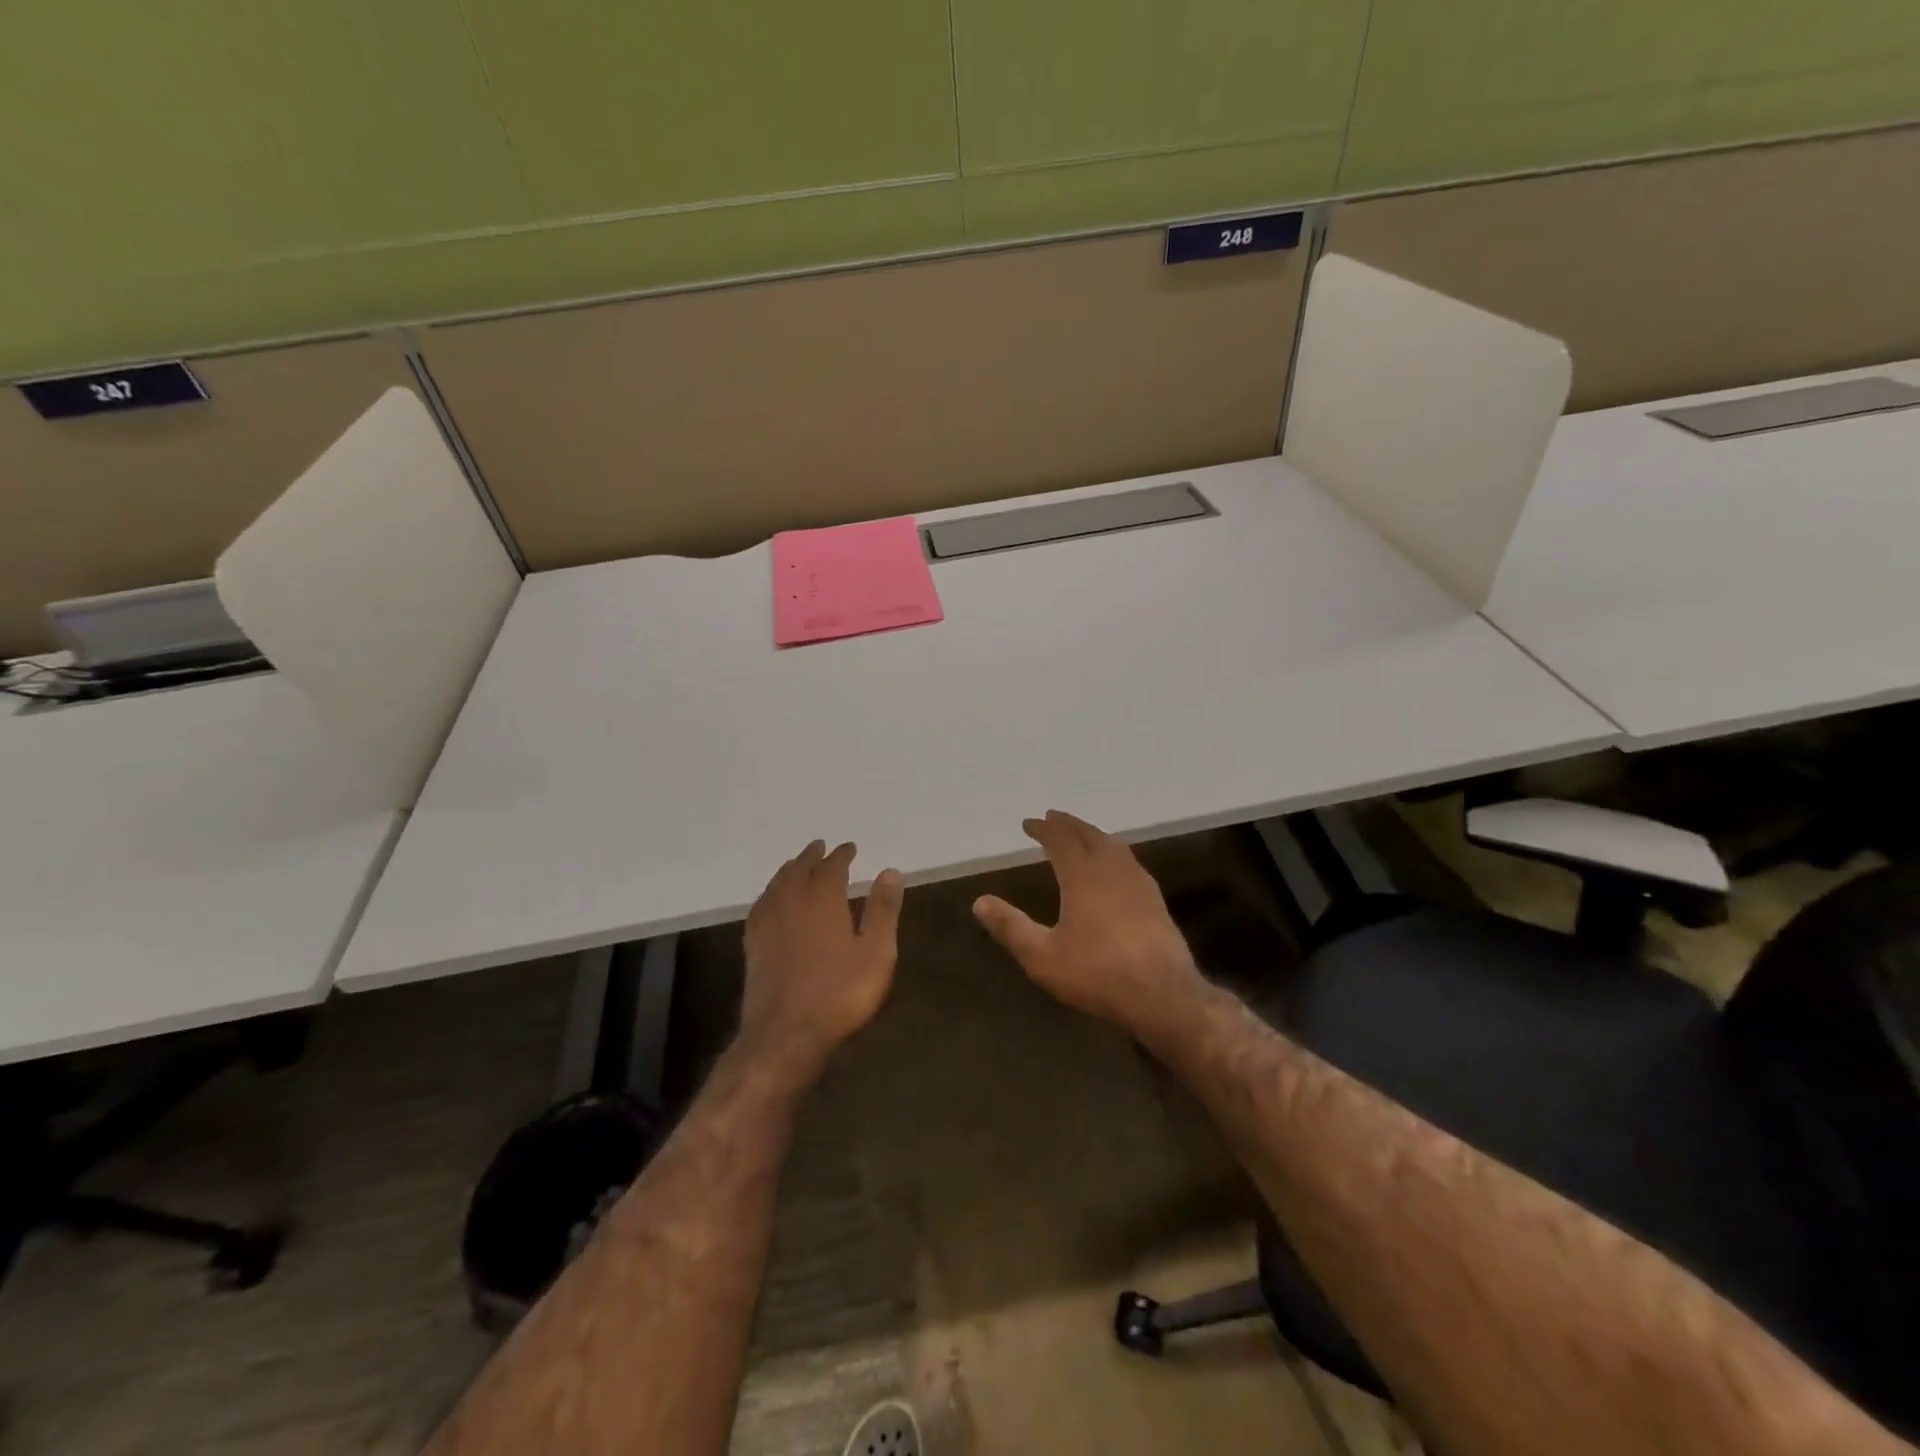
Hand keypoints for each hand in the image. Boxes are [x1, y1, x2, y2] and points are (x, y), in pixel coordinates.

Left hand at [740, 840, 904, 1086]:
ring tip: (796, 865)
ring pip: (776, 885)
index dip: (841, 855)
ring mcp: (768, 924)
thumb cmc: (839, 992)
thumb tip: (891, 871)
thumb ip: (883, 910)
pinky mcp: (753, 946)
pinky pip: (760, 906)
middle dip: (811, 857)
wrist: (785, 1035)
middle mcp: (791, 902)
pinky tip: (771, 901)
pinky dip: (770, 894)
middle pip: (799, 870)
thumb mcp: (876, 952)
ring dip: (789, 870)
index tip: (849, 847)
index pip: (831, 867)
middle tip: (820, 847)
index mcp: (822, 899)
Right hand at [973, 811, 1202, 1032]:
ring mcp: (1138, 882)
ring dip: (1093, 834)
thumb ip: (1011, 927)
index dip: (1043, 828)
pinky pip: (1129, 860)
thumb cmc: (1097, 973)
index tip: (1028, 823)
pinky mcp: (1155, 899)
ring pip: (1113, 844)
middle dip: (1068, 824)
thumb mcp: (1043, 957)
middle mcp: (1112, 869)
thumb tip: (979, 902)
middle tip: (1053, 818)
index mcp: (1083, 875)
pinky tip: (1114, 867)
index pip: (1060, 839)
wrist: (1163, 995)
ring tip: (1081, 835)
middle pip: (1089, 834)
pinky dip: (1113, 851)